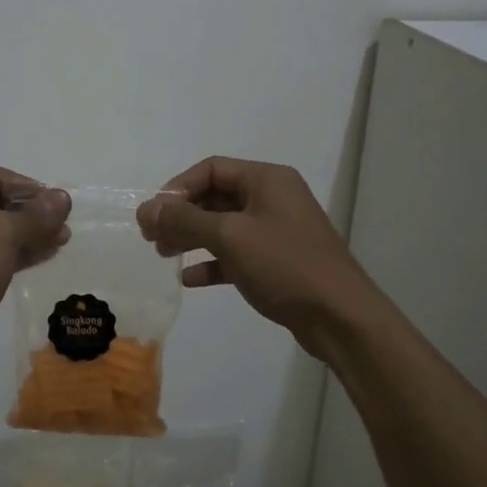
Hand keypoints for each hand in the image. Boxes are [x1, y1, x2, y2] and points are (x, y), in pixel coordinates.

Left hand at [0, 166, 70, 376]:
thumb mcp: (0, 237)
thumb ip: (34, 216)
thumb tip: (62, 197)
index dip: (31, 189)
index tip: (61, 206)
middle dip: (30, 215)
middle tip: (63, 228)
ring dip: (23, 236)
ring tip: (58, 243)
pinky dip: (7, 254)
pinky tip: (36, 259)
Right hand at [136, 157, 378, 350]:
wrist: (340, 317)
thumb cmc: (285, 265)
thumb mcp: (230, 237)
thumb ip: (184, 220)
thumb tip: (146, 209)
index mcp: (267, 179)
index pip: (211, 169)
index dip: (178, 188)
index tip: (154, 214)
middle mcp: (273, 198)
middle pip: (216, 196)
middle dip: (182, 214)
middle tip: (152, 237)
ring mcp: (277, 230)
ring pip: (224, 226)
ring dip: (192, 238)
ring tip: (164, 255)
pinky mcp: (277, 262)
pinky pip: (236, 253)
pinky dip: (213, 262)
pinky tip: (191, 279)